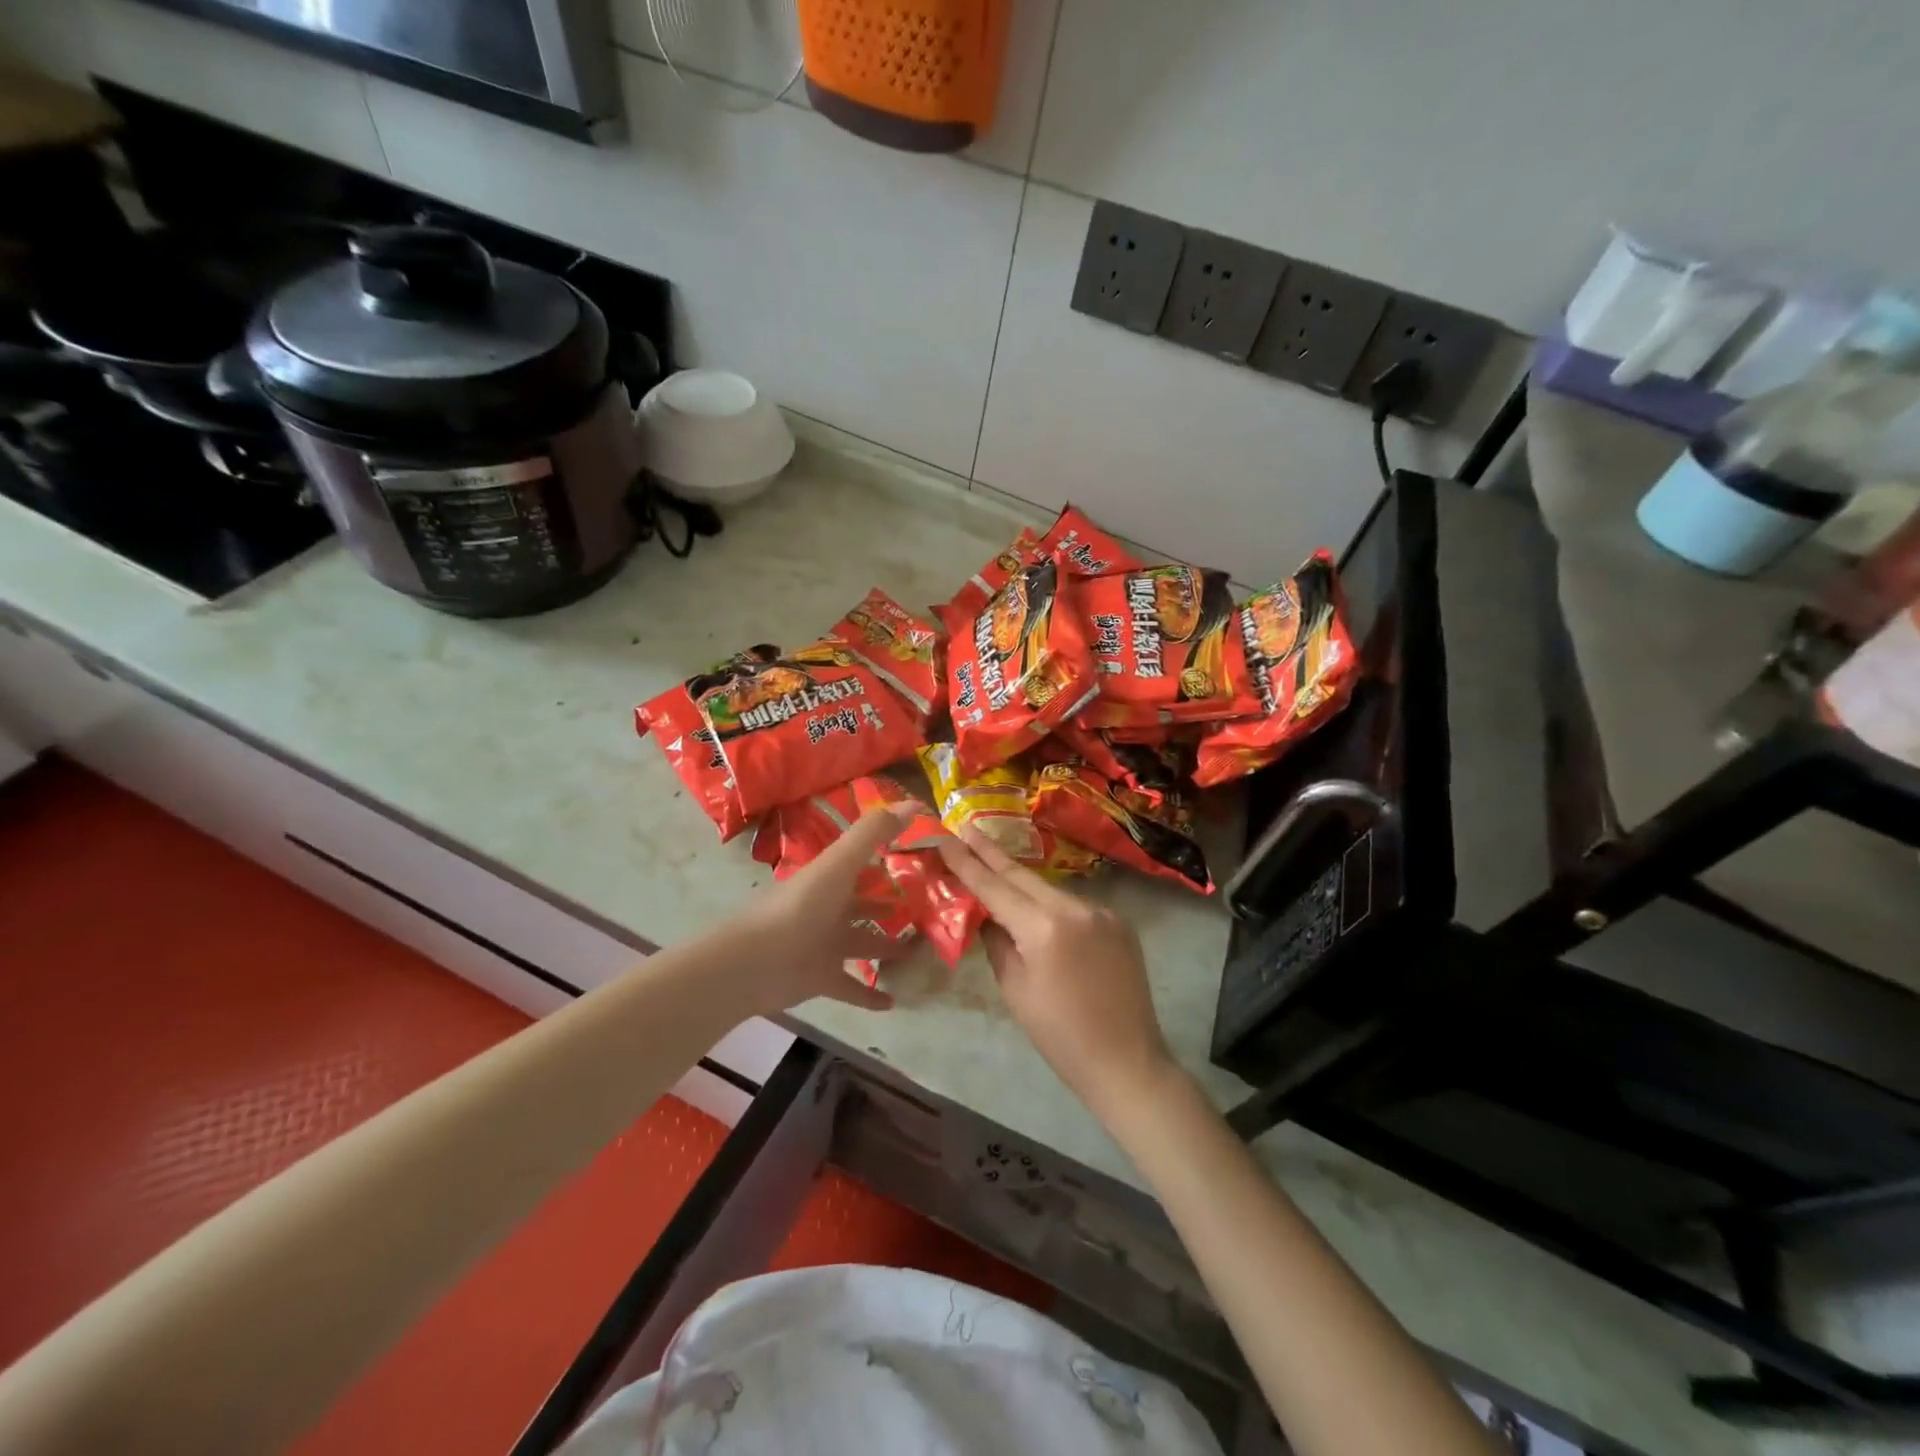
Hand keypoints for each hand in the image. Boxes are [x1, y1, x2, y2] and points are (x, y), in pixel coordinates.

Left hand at [733, 803, 917, 1014]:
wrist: (756, 961)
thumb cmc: (802, 906)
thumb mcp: (840, 863)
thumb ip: (873, 833)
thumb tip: (914, 804)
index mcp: (832, 879)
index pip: (862, 865)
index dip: (887, 861)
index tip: (919, 861)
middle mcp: (830, 909)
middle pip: (865, 906)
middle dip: (891, 908)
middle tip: (926, 912)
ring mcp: (825, 946)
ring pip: (863, 945)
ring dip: (888, 948)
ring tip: (919, 952)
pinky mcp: (822, 979)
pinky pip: (852, 987)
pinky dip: (871, 995)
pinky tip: (894, 1002)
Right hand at [937, 826, 1177, 1114]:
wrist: (1127, 1062)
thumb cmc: (1060, 1036)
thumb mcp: (1015, 989)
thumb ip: (997, 942)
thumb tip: (986, 914)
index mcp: (1043, 927)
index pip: (995, 886)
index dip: (966, 861)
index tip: (945, 836)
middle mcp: (1075, 907)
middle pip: (1023, 875)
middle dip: (991, 853)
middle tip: (965, 828)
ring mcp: (1102, 911)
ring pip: (1050, 890)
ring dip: (1023, 883)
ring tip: (995, 869)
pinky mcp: (1119, 922)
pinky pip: (1075, 905)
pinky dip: (1052, 905)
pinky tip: (1040, 912)